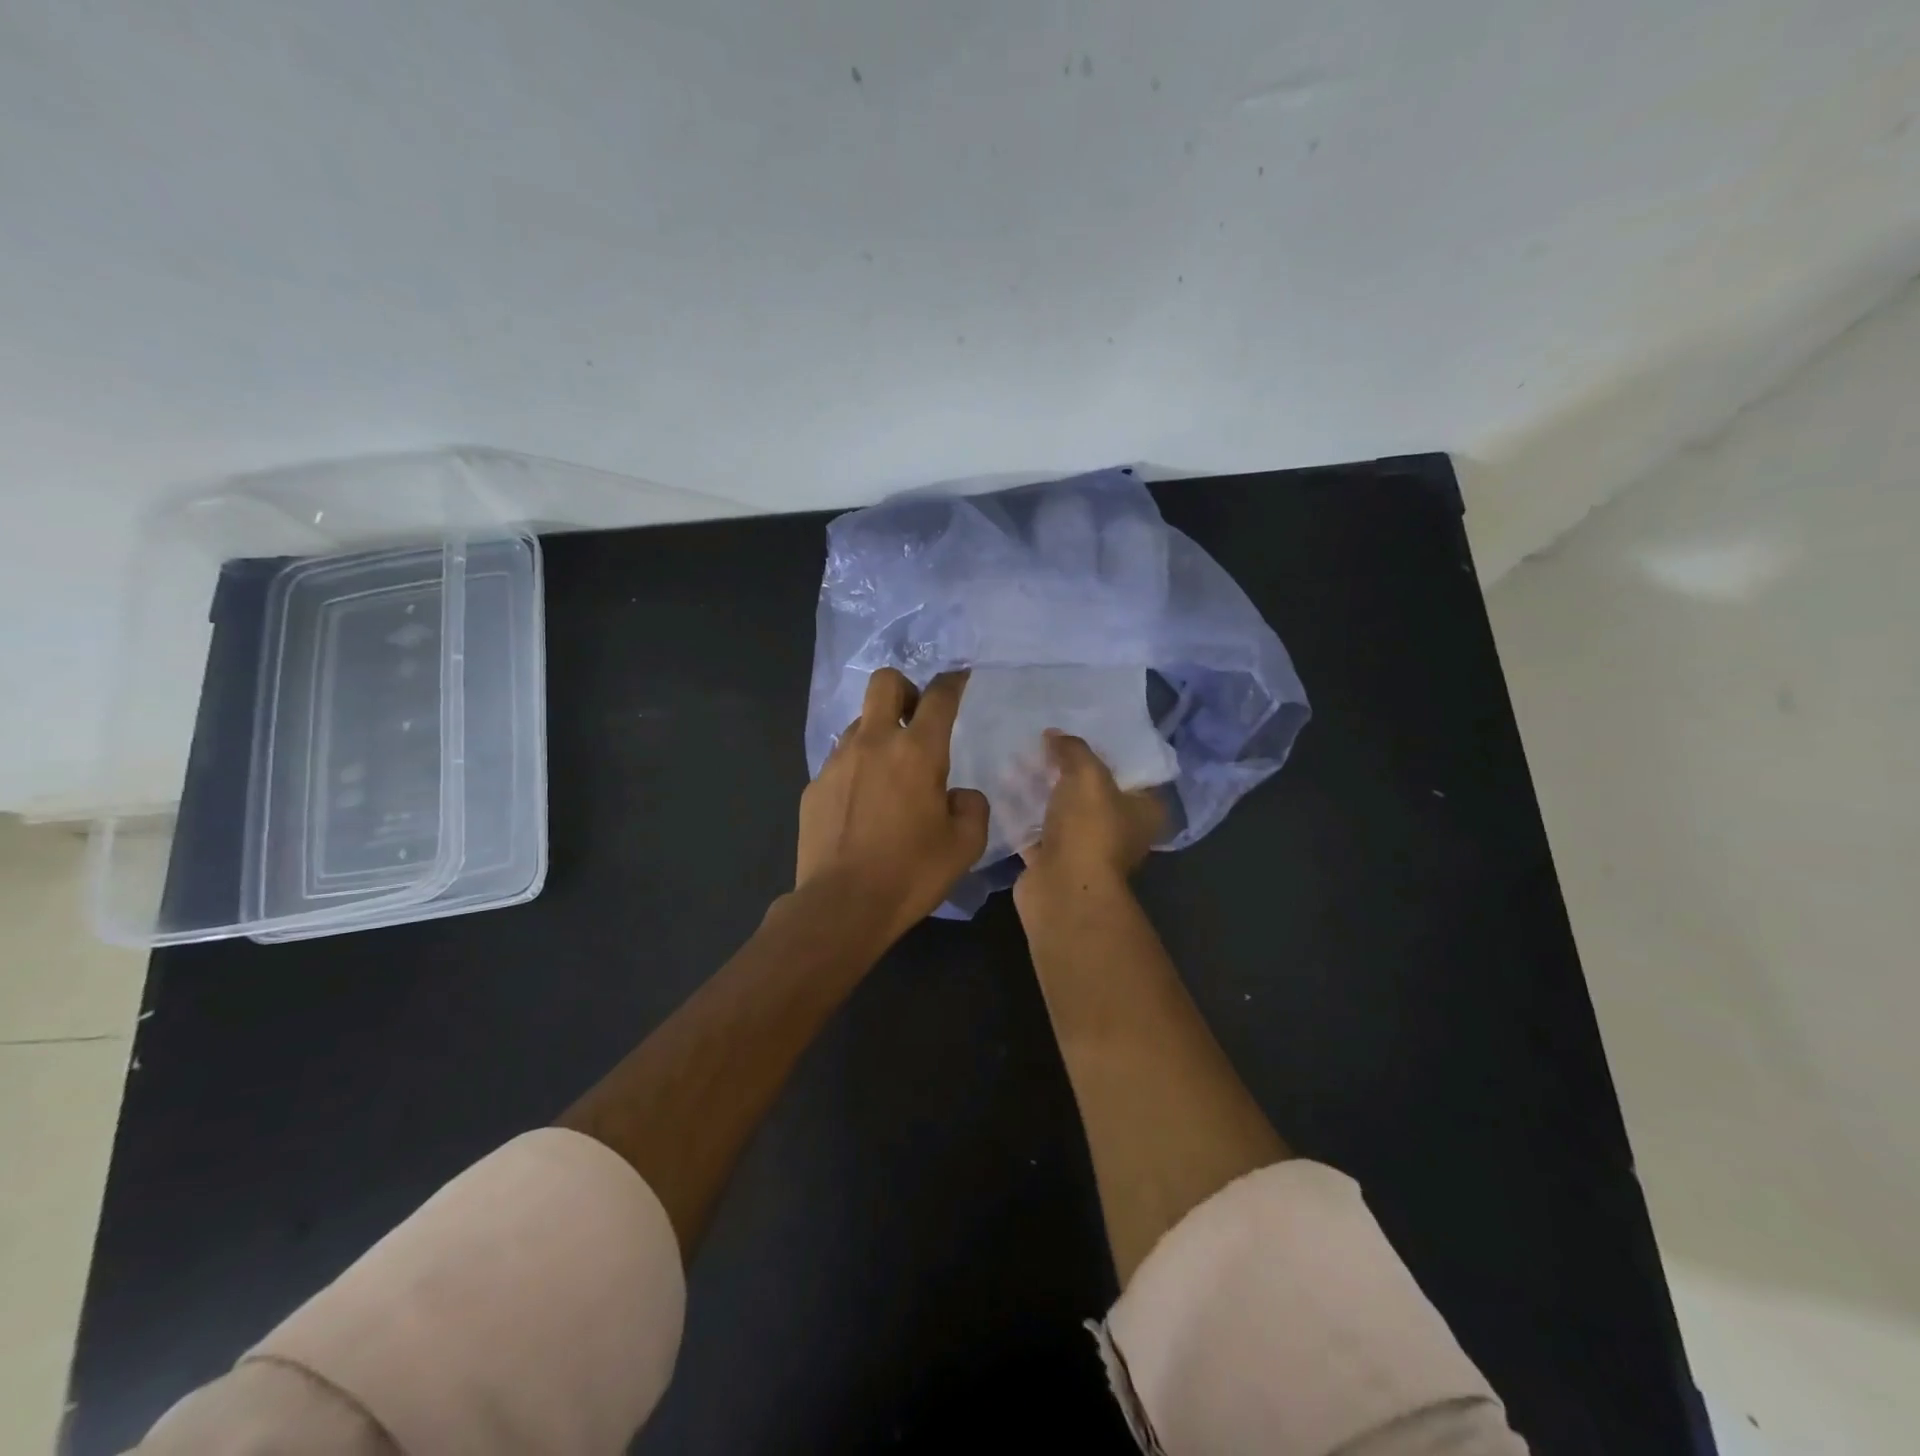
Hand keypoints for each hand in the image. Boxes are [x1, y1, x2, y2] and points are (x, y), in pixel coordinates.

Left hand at [796, 669, 988, 941]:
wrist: (842, 905)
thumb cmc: (911, 873)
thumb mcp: (965, 845)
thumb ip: (971, 807)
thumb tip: (958, 795)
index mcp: (917, 751)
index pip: (939, 696)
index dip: (953, 681)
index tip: (959, 679)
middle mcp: (874, 743)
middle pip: (885, 682)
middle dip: (905, 688)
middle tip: (916, 718)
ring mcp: (837, 762)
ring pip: (858, 722)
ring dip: (877, 732)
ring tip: (888, 771)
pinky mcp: (814, 786)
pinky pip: (839, 760)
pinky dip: (856, 767)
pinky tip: (861, 803)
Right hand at [1015, 731, 1165, 908]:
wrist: (1062, 890)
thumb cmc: (1090, 829)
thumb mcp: (1087, 775)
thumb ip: (1073, 749)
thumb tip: (1054, 734)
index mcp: (1145, 810)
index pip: (1131, 771)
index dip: (1107, 750)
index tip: (1080, 731)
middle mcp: (1120, 830)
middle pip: (1093, 790)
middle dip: (1067, 769)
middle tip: (1042, 742)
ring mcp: (1086, 848)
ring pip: (1063, 811)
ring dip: (1042, 791)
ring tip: (1017, 761)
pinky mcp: (1055, 862)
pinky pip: (1037, 830)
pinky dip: (1022, 815)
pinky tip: (1004, 791)